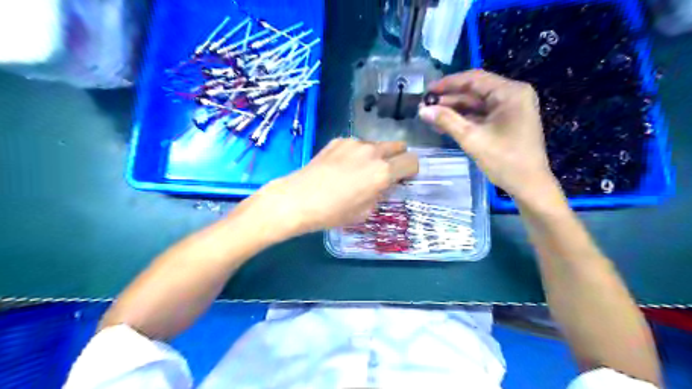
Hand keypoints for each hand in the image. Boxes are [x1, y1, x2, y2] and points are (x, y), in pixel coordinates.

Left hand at [252, 140, 418, 235]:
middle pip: (398, 146)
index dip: (411, 171)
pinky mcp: (338, 140)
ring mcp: (354, 143)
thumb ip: (381, 194)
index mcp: (383, 172)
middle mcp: (373, 152)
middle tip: (385, 173)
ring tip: (358, 171)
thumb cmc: (333, 212)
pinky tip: (341, 167)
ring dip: (376, 156)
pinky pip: (357, 144)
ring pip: (376, 145)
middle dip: (397, 158)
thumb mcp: (365, 211)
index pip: (412, 161)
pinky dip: (357, 153)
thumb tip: (384, 184)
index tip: (403, 179)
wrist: (297, 199)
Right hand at [419, 69, 558, 200]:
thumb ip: (447, 121)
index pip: (474, 79)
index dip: (448, 83)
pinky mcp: (506, 122)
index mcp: (510, 92)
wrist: (529, 186)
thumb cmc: (504, 161)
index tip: (427, 90)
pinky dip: (464, 120)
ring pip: (476, 104)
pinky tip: (444, 125)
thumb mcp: (472, 139)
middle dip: (449, 99)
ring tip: (430, 116)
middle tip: (425, 106)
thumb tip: (422, 110)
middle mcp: (512, 95)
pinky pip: (481, 115)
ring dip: (454, 110)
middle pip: (475, 91)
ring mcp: (510, 109)